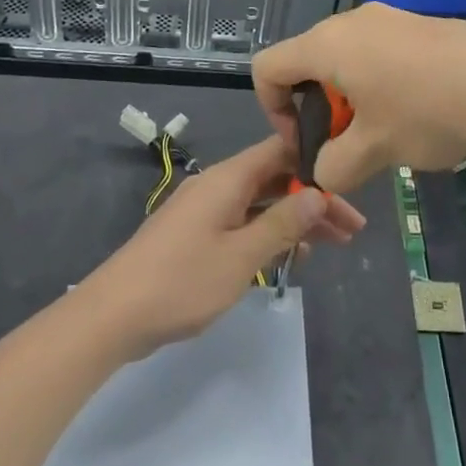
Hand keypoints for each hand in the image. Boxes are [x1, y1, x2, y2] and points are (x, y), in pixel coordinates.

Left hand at [82, 136, 365, 356]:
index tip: (348, 179)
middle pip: (275, 179)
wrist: (112, 315)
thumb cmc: (181, 282)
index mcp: (227, 179)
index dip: (315, 161)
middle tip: (352, 227)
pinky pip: (243, 222)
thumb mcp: (241, 256)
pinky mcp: (195, 234)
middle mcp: (217, 186)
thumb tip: (318, 194)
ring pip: (261, 203)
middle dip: (314, 199)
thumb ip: (282, 223)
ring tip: (334, 244)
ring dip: (295, 220)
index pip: (280, 150)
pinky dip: (269, 233)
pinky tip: (290, 256)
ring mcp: (204, 210)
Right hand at [253, 3, 465, 190]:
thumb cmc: (422, 112)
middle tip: (347, 144)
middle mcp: (351, 22)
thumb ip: (333, 167)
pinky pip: (381, 53)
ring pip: (348, 59)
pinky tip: (417, 113)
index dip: (271, 109)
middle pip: (308, 62)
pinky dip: (380, 85)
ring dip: (351, 99)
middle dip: (317, 109)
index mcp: (326, 45)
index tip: (305, 141)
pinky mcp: (419, 26)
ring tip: (385, 134)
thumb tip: (326, 171)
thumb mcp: (371, 151)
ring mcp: (389, 18)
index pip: (268, 67)